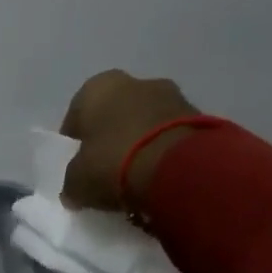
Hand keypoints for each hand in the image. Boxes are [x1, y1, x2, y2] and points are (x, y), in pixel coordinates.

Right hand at [59, 69, 201, 215]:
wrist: (179, 167)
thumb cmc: (113, 163)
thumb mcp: (76, 181)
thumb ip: (72, 182)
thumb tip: (74, 191)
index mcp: (96, 88)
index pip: (77, 116)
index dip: (75, 143)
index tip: (77, 167)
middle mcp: (135, 81)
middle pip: (114, 114)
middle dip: (110, 138)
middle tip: (106, 170)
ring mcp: (172, 94)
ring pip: (145, 122)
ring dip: (139, 143)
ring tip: (135, 177)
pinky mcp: (199, 115)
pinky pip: (169, 134)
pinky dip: (162, 150)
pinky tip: (158, 175)